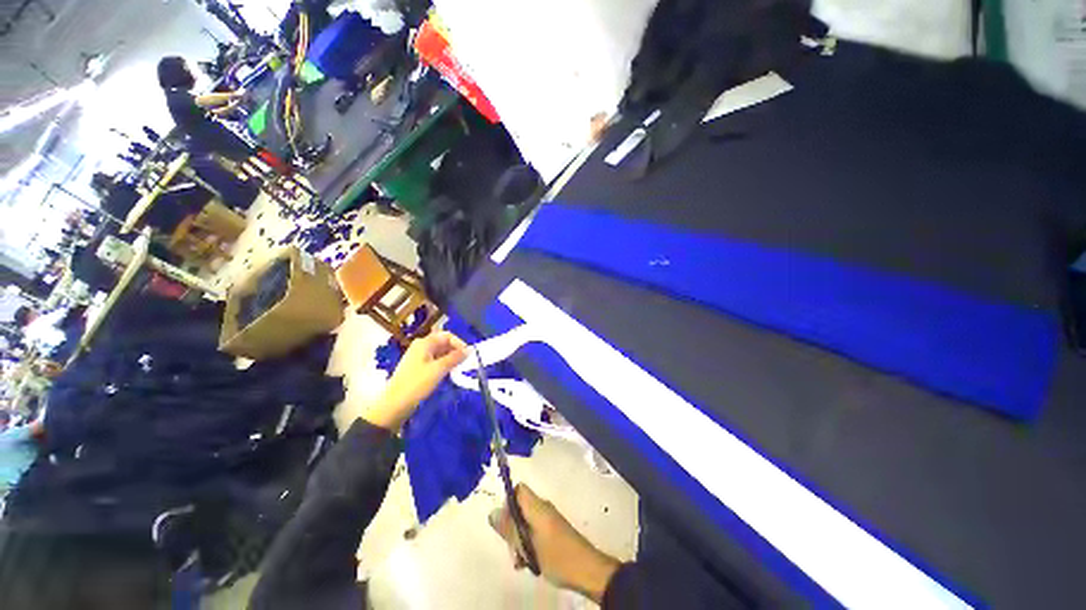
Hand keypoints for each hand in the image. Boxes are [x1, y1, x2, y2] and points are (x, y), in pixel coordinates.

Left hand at [362, 331, 467, 430]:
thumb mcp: (439, 369)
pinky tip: (448, 374)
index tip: (467, 355)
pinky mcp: (418, 368)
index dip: (459, 343)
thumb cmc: (417, 383)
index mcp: (424, 343)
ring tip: (458, 369)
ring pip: (440, 353)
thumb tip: (469, 350)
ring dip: (451, 359)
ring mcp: (418, 357)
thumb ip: (455, 358)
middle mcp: (421, 347)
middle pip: (443, 343)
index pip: (447, 335)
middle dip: (456, 351)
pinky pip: (435, 361)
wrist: (395, 404)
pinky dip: (444, 365)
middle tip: (465, 363)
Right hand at [491, 484, 620, 602]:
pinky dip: (529, 545)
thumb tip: (492, 512)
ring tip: (521, 562)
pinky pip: (535, 532)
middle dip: (512, 527)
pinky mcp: (554, 532)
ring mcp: (549, 520)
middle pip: (520, 508)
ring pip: (526, 523)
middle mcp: (543, 508)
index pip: (519, 490)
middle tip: (513, 549)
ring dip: (520, 540)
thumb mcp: (528, 545)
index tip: (505, 524)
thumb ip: (510, 529)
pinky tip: (529, 563)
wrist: (588, 570)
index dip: (508, 502)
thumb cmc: (557, 555)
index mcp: (537, 506)